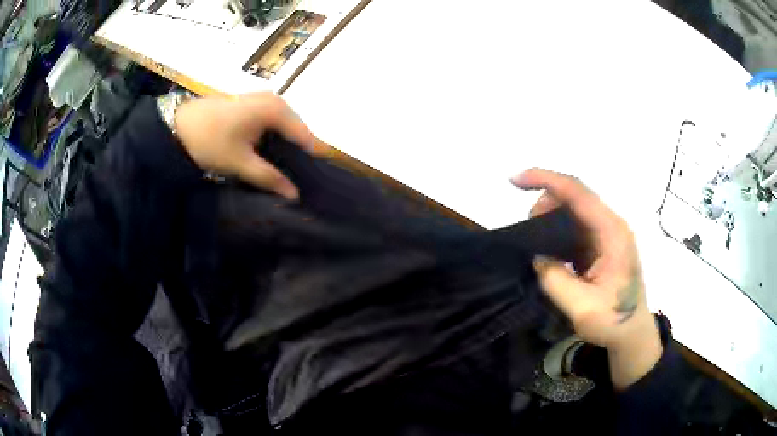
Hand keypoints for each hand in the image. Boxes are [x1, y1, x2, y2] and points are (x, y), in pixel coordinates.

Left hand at [174, 93, 318, 198]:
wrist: (176, 125)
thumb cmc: (210, 142)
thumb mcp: (240, 163)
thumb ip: (270, 178)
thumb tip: (295, 195)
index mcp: (277, 110)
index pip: (305, 137)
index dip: (307, 161)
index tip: (306, 184)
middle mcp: (275, 99)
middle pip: (296, 131)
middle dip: (295, 154)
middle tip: (290, 180)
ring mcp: (262, 98)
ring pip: (283, 127)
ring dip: (282, 147)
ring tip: (278, 170)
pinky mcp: (250, 102)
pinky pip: (271, 121)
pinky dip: (271, 138)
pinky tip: (264, 154)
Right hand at [512, 168, 661, 388]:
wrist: (632, 332)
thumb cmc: (614, 321)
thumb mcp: (582, 308)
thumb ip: (556, 281)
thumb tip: (538, 257)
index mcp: (613, 233)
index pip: (579, 193)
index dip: (546, 180)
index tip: (515, 181)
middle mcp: (612, 225)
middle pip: (576, 196)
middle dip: (546, 201)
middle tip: (527, 230)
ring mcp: (608, 234)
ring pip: (574, 209)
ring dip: (551, 216)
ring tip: (535, 240)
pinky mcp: (602, 244)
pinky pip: (576, 226)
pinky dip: (557, 230)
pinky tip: (548, 248)